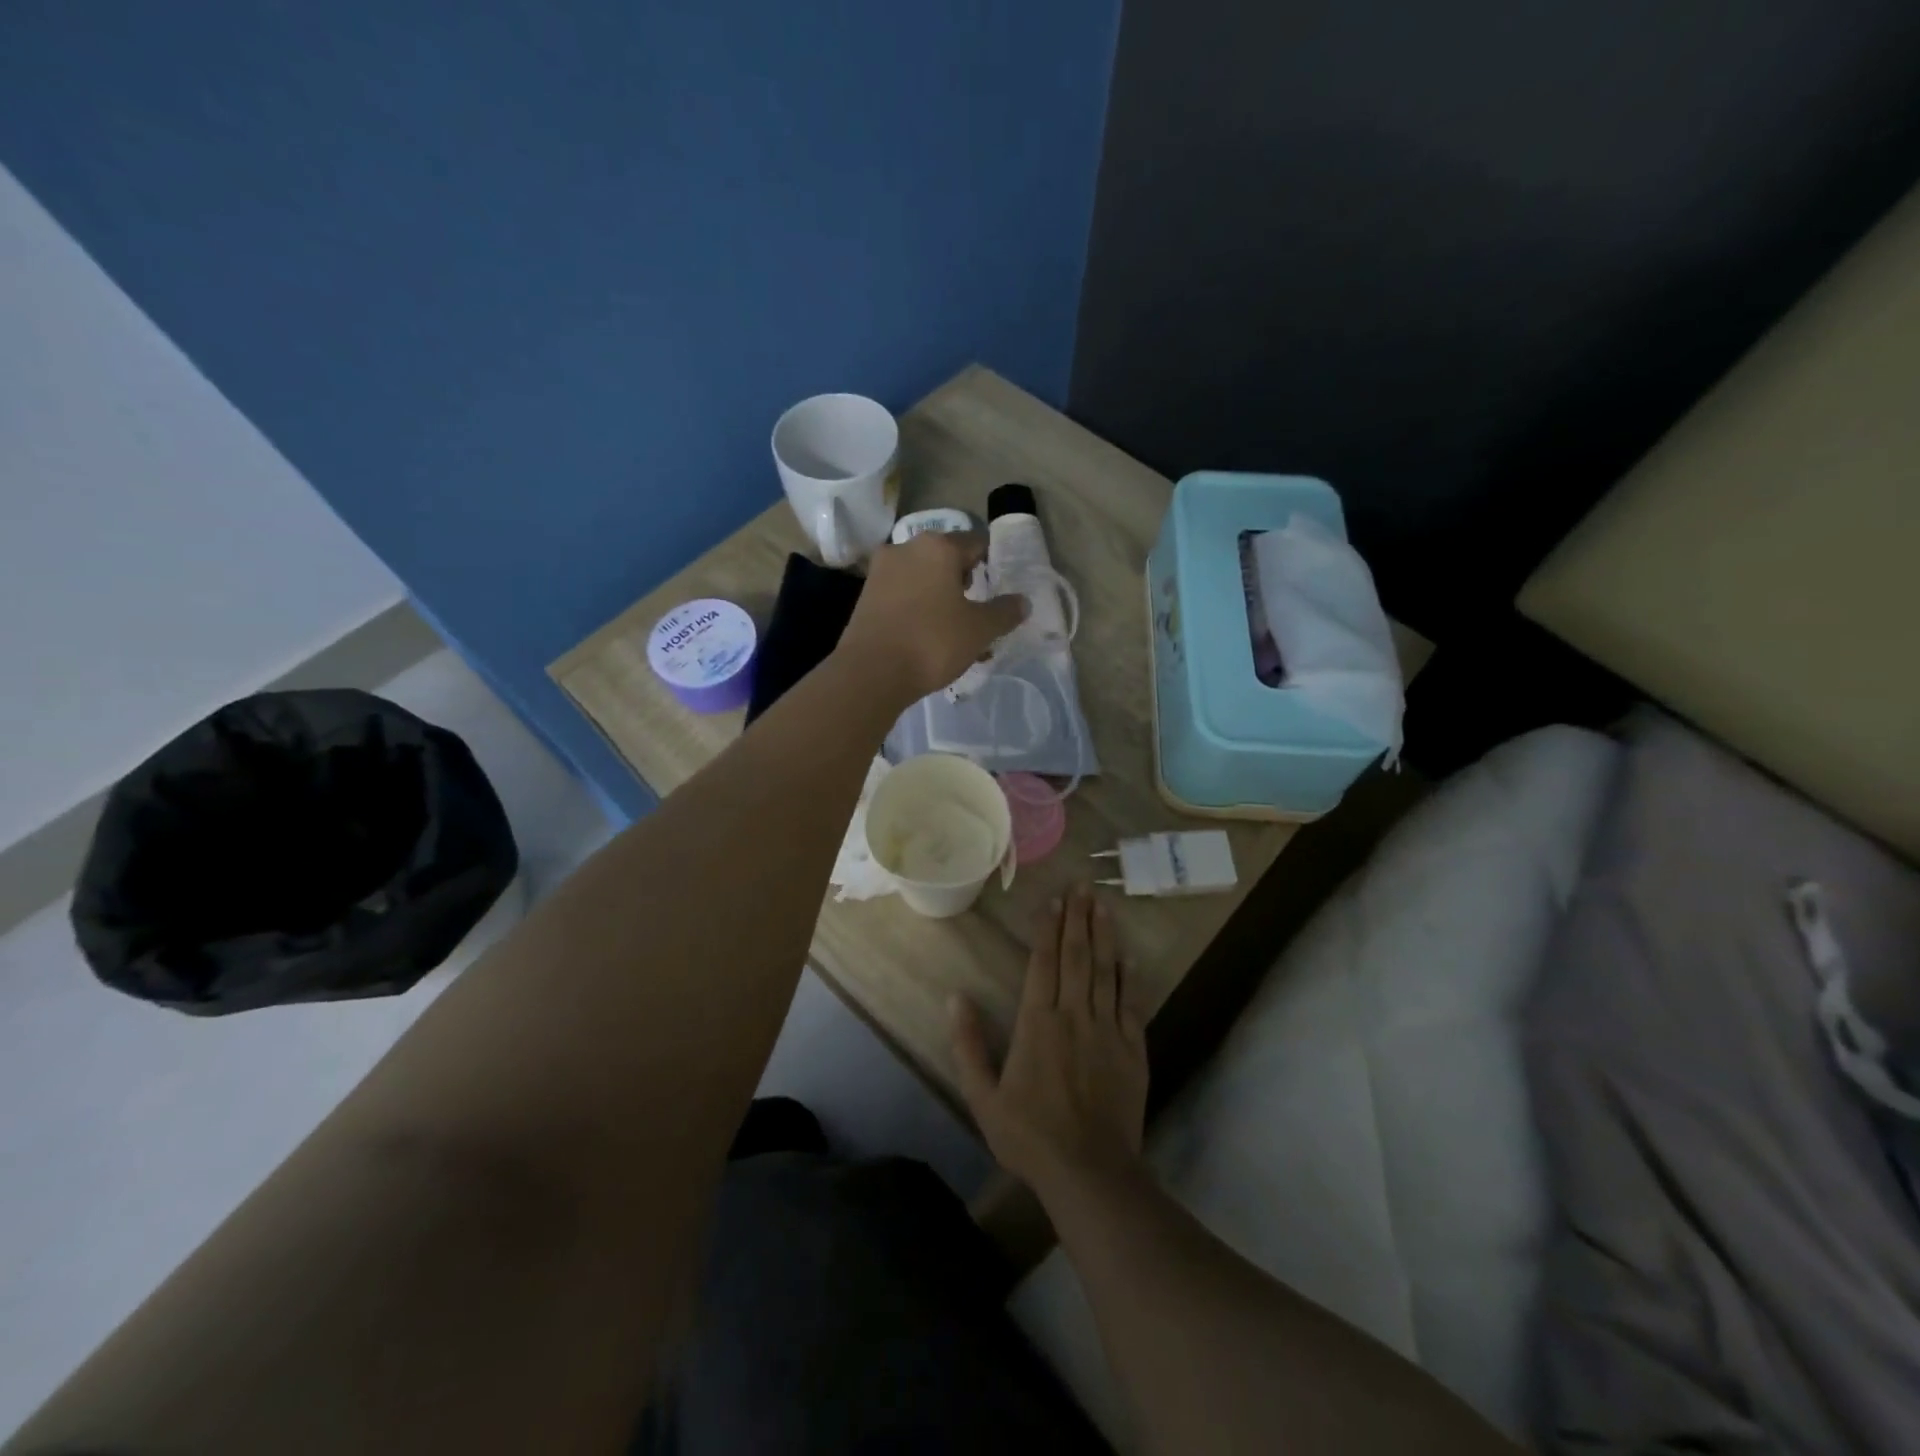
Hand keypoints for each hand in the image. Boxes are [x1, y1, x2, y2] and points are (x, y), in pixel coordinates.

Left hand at [834, 530, 1026, 704]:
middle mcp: (906, 548)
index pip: (976, 543)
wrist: (871, 672)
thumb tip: (1023, 601)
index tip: (999, 587)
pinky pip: (902, 596)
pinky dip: (919, 610)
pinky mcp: (865, 596)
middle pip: (946, 560)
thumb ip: (1004, 612)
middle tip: (978, 614)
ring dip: (942, 600)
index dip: (992, 563)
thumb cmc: (932, 642)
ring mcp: (881, 571)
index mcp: (938, 547)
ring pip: (923, 580)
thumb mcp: (979, 630)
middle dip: (965, 584)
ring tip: (956, 634)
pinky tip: (928, 640)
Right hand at [951, 885, 1148, 1201]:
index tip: (1052, 900)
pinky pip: (1131, 1003)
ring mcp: (1107, 1030)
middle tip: (1082, 886)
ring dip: (1103, 935)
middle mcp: (1073, 1015)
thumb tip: (955, 997)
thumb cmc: (1029, 1135)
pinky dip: (1130, 977)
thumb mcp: (983, 1096)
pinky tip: (1130, 955)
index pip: (1043, 963)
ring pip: (1106, 971)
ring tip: (1103, 904)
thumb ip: (968, 1045)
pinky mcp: (1133, 1049)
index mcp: (1037, 1022)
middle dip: (1077, 918)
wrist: (1089, 1171)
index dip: (1047, 929)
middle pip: (1077, 957)